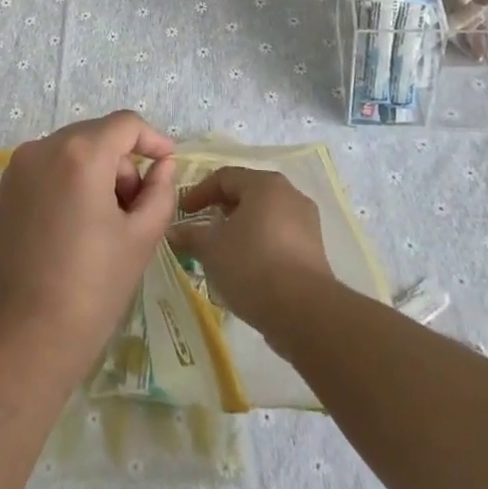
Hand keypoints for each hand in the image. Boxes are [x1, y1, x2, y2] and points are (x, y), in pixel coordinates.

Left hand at [0, 111, 177, 389]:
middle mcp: (43, 149)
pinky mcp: (3, 192)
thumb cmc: (90, 290)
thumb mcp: (140, 239)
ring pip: (72, 152)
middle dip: (124, 163)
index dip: (152, 139)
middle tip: (138, 208)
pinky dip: (70, 183)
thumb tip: (162, 166)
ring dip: (97, 174)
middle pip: (97, 136)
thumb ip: (160, 192)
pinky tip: (77, 228)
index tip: (168, 164)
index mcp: (80, 154)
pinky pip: (48, 170)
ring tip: (108, 225)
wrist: (20, 341)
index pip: (125, 124)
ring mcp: (17, 169)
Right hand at [166, 166, 335, 335]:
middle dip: (221, 207)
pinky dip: (259, 242)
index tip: (183, 212)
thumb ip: (191, 235)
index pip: (225, 177)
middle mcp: (290, 194)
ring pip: (265, 215)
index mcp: (265, 184)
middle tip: (202, 225)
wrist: (304, 311)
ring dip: (241, 226)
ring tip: (222, 248)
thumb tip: (173, 231)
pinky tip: (246, 265)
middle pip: (248, 192)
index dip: (199, 192)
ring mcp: (307, 222)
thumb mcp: (211, 249)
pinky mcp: (314, 249)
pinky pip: (279, 235)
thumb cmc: (252, 266)